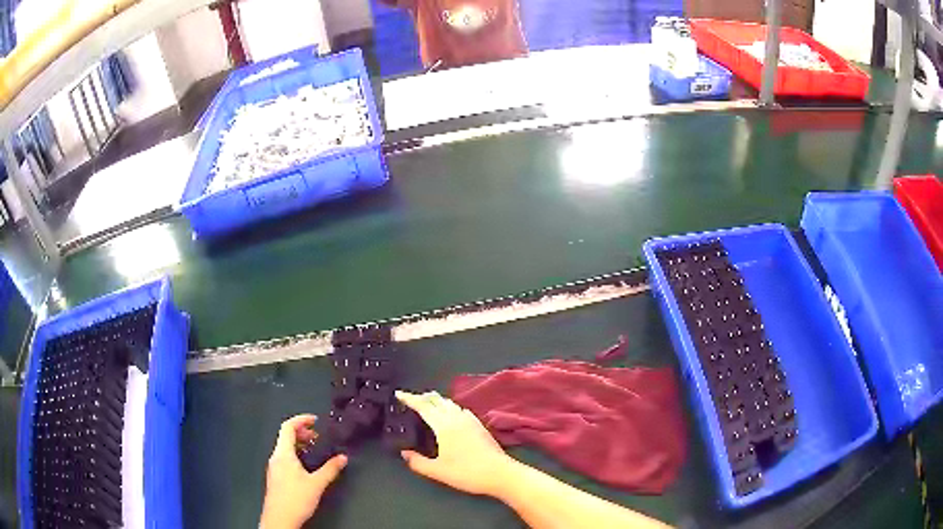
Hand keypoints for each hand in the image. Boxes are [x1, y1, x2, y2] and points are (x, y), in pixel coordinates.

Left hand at [260, 414, 347, 528]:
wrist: (279, 519)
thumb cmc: (296, 499)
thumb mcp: (317, 484)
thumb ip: (330, 469)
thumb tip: (343, 457)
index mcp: (283, 454)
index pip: (287, 427)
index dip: (301, 420)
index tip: (315, 420)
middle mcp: (276, 457)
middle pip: (285, 436)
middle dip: (301, 432)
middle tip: (318, 436)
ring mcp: (274, 467)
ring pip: (284, 448)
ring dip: (299, 444)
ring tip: (314, 449)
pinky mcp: (275, 477)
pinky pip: (284, 457)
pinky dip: (295, 454)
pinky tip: (306, 465)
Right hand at [396, 390, 514, 496]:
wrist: (500, 473)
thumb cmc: (467, 473)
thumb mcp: (437, 471)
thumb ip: (418, 462)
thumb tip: (404, 453)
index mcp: (444, 426)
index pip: (423, 406)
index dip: (410, 399)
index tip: (399, 394)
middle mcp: (457, 418)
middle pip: (437, 401)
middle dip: (422, 397)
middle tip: (410, 398)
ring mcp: (470, 420)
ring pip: (449, 403)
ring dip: (436, 400)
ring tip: (427, 404)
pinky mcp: (480, 425)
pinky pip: (460, 409)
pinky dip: (449, 406)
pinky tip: (451, 414)